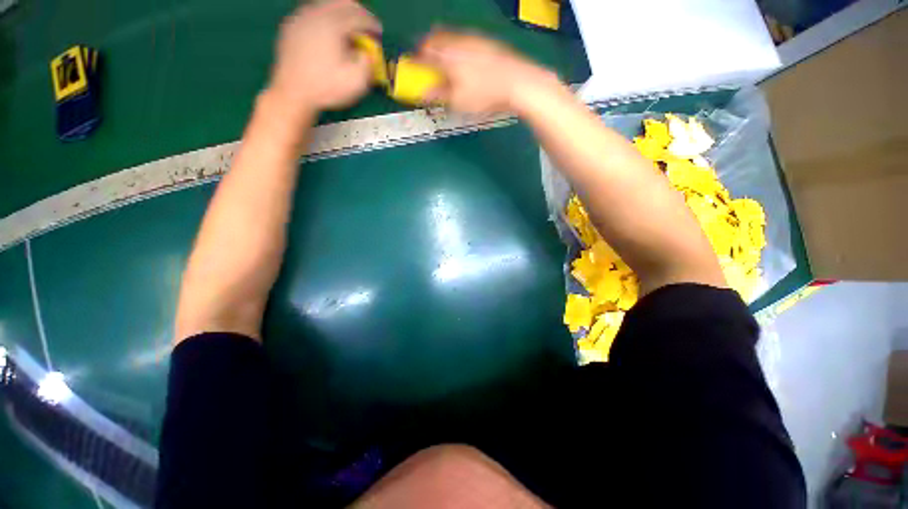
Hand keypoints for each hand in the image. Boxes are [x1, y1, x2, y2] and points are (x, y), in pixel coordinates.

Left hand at [269, 0, 380, 115]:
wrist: (293, 93)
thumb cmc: (326, 88)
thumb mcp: (356, 82)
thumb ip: (368, 63)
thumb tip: (367, 54)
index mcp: (333, 25)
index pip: (358, 16)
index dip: (372, 23)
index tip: (379, 33)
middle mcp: (316, 14)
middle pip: (342, 2)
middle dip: (358, 12)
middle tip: (366, 26)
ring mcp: (301, 18)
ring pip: (326, 5)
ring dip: (342, 13)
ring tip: (349, 29)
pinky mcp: (292, 26)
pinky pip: (313, 12)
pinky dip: (326, 18)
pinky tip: (330, 33)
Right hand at [416, 30, 561, 115]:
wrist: (516, 82)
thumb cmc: (483, 94)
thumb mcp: (457, 101)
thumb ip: (438, 95)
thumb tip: (423, 94)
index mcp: (445, 55)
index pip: (422, 54)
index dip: (415, 61)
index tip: (412, 68)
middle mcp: (456, 41)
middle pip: (435, 39)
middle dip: (427, 49)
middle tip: (425, 60)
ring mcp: (472, 38)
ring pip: (450, 37)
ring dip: (442, 46)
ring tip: (443, 59)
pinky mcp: (486, 42)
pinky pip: (464, 40)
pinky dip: (457, 47)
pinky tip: (463, 58)